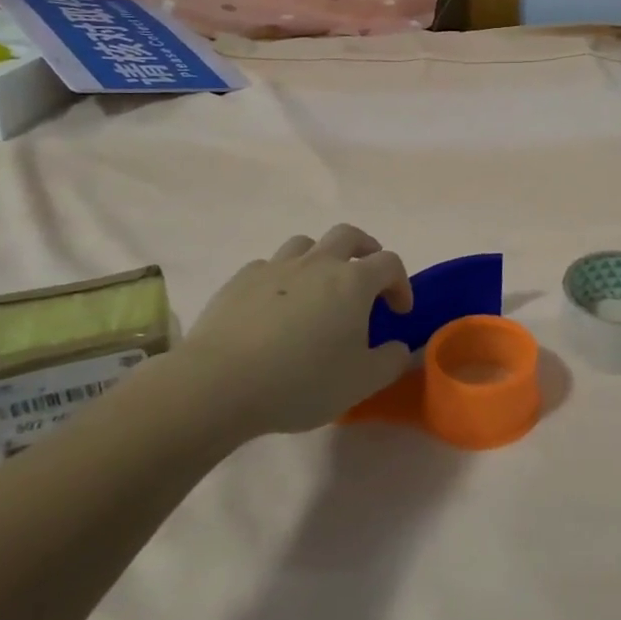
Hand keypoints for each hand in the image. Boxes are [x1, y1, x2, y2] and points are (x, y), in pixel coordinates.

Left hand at [175, 225, 414, 440]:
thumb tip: (400, 348)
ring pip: (306, 244)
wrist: (220, 384)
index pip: (389, 264)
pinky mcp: (240, 280)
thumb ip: (391, 361)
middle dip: (365, 249)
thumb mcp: (361, 382)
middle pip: (348, 235)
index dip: (401, 283)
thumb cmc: (302, 381)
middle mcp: (317, 263)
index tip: (399, 311)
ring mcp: (276, 267)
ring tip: (320, 285)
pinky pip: (269, 266)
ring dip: (321, 257)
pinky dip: (281, 277)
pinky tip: (276, 304)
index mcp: (353, 282)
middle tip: (367, 274)